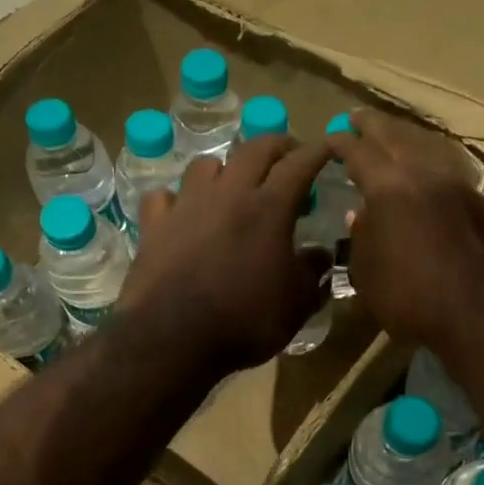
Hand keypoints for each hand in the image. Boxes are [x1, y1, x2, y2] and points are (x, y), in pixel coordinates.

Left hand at [117, 135, 333, 373]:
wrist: (172, 338)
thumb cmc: (244, 321)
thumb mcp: (295, 305)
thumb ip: (312, 274)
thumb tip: (321, 254)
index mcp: (269, 208)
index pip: (300, 164)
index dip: (318, 152)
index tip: (329, 147)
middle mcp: (228, 194)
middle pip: (254, 149)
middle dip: (277, 146)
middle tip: (288, 156)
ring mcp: (186, 205)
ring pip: (206, 164)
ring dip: (226, 167)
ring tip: (233, 184)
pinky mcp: (154, 225)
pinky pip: (164, 196)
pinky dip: (177, 198)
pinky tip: (182, 212)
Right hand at [330, 110, 483, 353]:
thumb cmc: (411, 297)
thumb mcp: (367, 274)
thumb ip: (361, 238)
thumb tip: (360, 215)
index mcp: (388, 187)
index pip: (358, 151)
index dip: (341, 142)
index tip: (330, 137)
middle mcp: (424, 175)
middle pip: (395, 138)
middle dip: (374, 126)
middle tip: (359, 118)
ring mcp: (458, 186)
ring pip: (427, 150)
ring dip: (406, 142)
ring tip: (393, 141)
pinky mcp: (481, 205)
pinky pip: (447, 173)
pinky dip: (429, 167)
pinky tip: (426, 178)